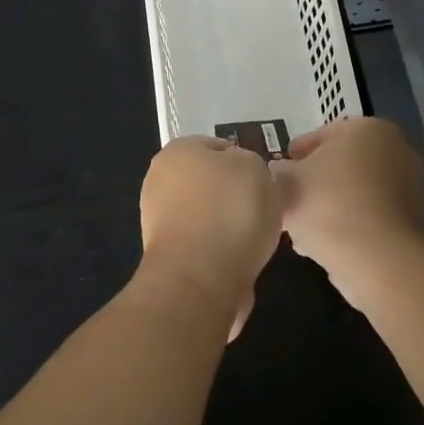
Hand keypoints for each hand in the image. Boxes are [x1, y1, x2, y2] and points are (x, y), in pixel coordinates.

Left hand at [138, 137, 282, 335]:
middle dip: (235, 195)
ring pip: (207, 215)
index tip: (264, 181)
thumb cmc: (231, 210)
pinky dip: (222, 251)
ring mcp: (160, 221)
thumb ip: (248, 163)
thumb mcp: (255, 167)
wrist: (201, 277)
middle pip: (210, 183)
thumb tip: (238, 176)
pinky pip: (205, 245)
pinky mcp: (168, 256)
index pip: (218, 147)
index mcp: (178, 151)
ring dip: (229, 225)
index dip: (245, 161)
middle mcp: (160, 181)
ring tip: (255, 238)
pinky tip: (241, 259)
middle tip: (263, 208)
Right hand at [274, 118, 423, 291]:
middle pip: (345, 163)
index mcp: (369, 129)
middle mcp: (398, 150)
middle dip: (317, 180)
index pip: (325, 135)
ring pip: (358, 191)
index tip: (280, 170)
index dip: (297, 153)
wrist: (376, 258)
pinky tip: (325, 243)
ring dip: (332, 204)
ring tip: (303, 226)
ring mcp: (411, 187)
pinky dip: (350, 224)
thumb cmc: (328, 204)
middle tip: (290, 198)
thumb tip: (280, 172)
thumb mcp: (287, 182)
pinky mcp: (414, 222)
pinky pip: (371, 216)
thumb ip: (280, 172)